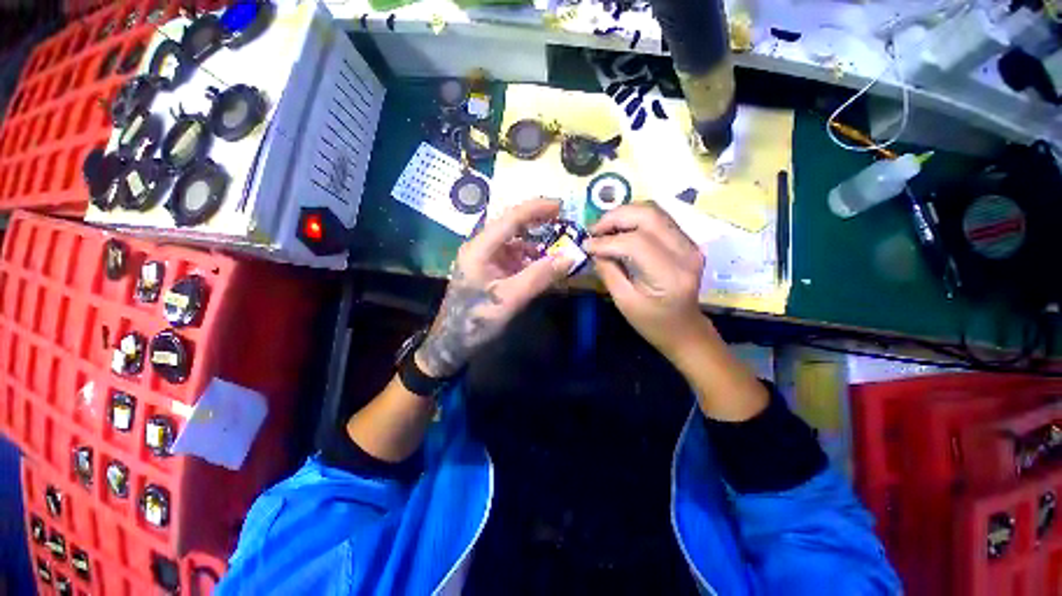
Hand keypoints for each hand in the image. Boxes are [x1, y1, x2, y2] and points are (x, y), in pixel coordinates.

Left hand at [415, 198, 572, 377]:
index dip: (536, 208)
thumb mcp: (510, 299)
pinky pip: (512, 257)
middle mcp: (480, 248)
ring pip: (513, 241)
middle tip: (562, 219)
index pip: (510, 218)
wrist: (452, 342)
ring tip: (557, 244)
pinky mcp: (489, 271)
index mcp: (480, 248)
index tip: (561, 205)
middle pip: (510, 225)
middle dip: (536, 220)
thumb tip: (570, 256)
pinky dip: (529, 257)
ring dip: (535, 241)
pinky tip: (542, 264)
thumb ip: (539, 276)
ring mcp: (484, 259)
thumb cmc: (476, 320)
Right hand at [583, 202, 706, 360]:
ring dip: (624, 214)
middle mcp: (686, 252)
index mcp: (670, 275)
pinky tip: (619, 229)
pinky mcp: (687, 240)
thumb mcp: (624, 302)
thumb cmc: (652, 323)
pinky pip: (658, 218)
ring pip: (654, 211)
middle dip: (615, 217)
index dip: (607, 241)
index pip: (636, 243)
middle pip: (649, 215)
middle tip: (593, 230)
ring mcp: (690, 243)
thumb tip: (593, 248)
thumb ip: (608, 271)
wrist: (685, 329)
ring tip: (603, 228)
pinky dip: (635, 219)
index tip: (586, 245)